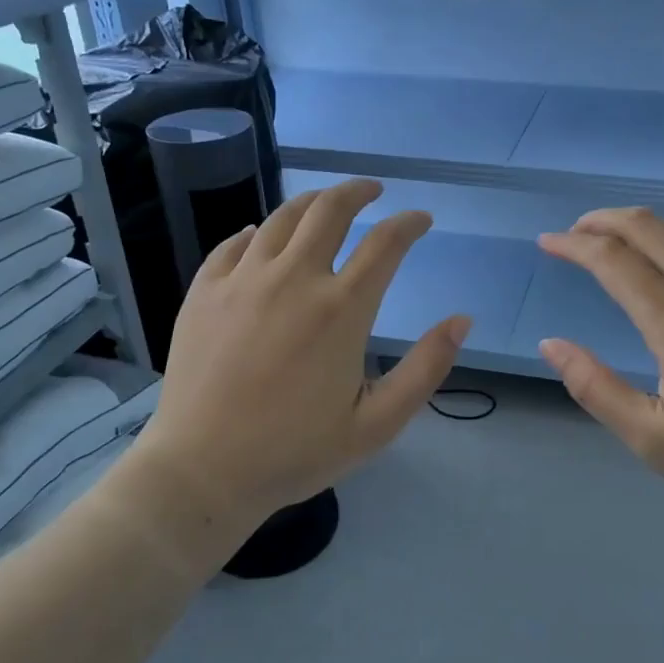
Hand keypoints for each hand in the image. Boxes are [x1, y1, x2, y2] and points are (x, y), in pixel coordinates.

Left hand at [114, 180, 469, 547]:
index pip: (386, 243)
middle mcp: (294, 279)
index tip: (421, 219)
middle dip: (358, 191)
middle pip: (330, 210)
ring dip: (311, 202)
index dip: (409, 223)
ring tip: (325, 204)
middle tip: (372, 191)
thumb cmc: (296, 452)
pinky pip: (233, 244)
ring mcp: (243, 280)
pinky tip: (260, 236)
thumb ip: (426, 368)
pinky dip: (256, 232)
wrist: (201, 472)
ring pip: (282, 218)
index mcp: (341, 309)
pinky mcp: (204, 291)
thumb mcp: (378, 423)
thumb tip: (462, 320)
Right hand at [537, 208, 663, 513]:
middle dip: (602, 220)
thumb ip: (595, 388)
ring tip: (616, 243)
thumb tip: (551, 344)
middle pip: (646, 225)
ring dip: (640, 227)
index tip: (547, 242)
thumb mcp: (653, 438)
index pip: (610, 259)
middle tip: (575, 233)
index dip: (572, 244)